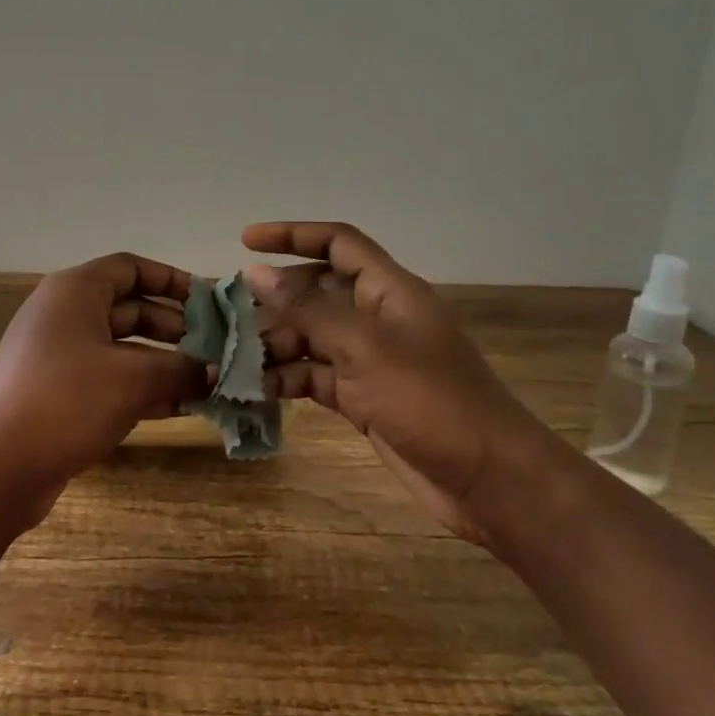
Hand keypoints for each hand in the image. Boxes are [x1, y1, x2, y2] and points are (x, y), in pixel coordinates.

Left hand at [0, 253, 207, 526]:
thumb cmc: (68, 401)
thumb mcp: (134, 380)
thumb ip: (181, 369)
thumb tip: (216, 371)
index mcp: (74, 291)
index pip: (130, 268)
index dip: (171, 280)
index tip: (209, 302)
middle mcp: (64, 315)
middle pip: (129, 309)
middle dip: (175, 328)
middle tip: (216, 347)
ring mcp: (58, 356)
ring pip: (122, 349)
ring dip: (164, 364)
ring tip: (209, 381)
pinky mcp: (58, 393)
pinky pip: (109, 379)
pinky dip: (142, 389)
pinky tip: (181, 408)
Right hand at [243, 222, 552, 543]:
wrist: (488, 480)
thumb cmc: (431, 401)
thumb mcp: (364, 348)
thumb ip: (307, 310)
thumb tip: (255, 273)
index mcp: (388, 291)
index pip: (338, 244)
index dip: (293, 235)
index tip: (246, 240)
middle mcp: (376, 319)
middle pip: (316, 293)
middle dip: (273, 300)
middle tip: (226, 316)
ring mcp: (369, 361)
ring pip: (310, 338)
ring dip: (273, 346)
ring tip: (229, 361)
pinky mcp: (362, 399)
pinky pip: (314, 378)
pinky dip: (286, 381)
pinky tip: (253, 391)